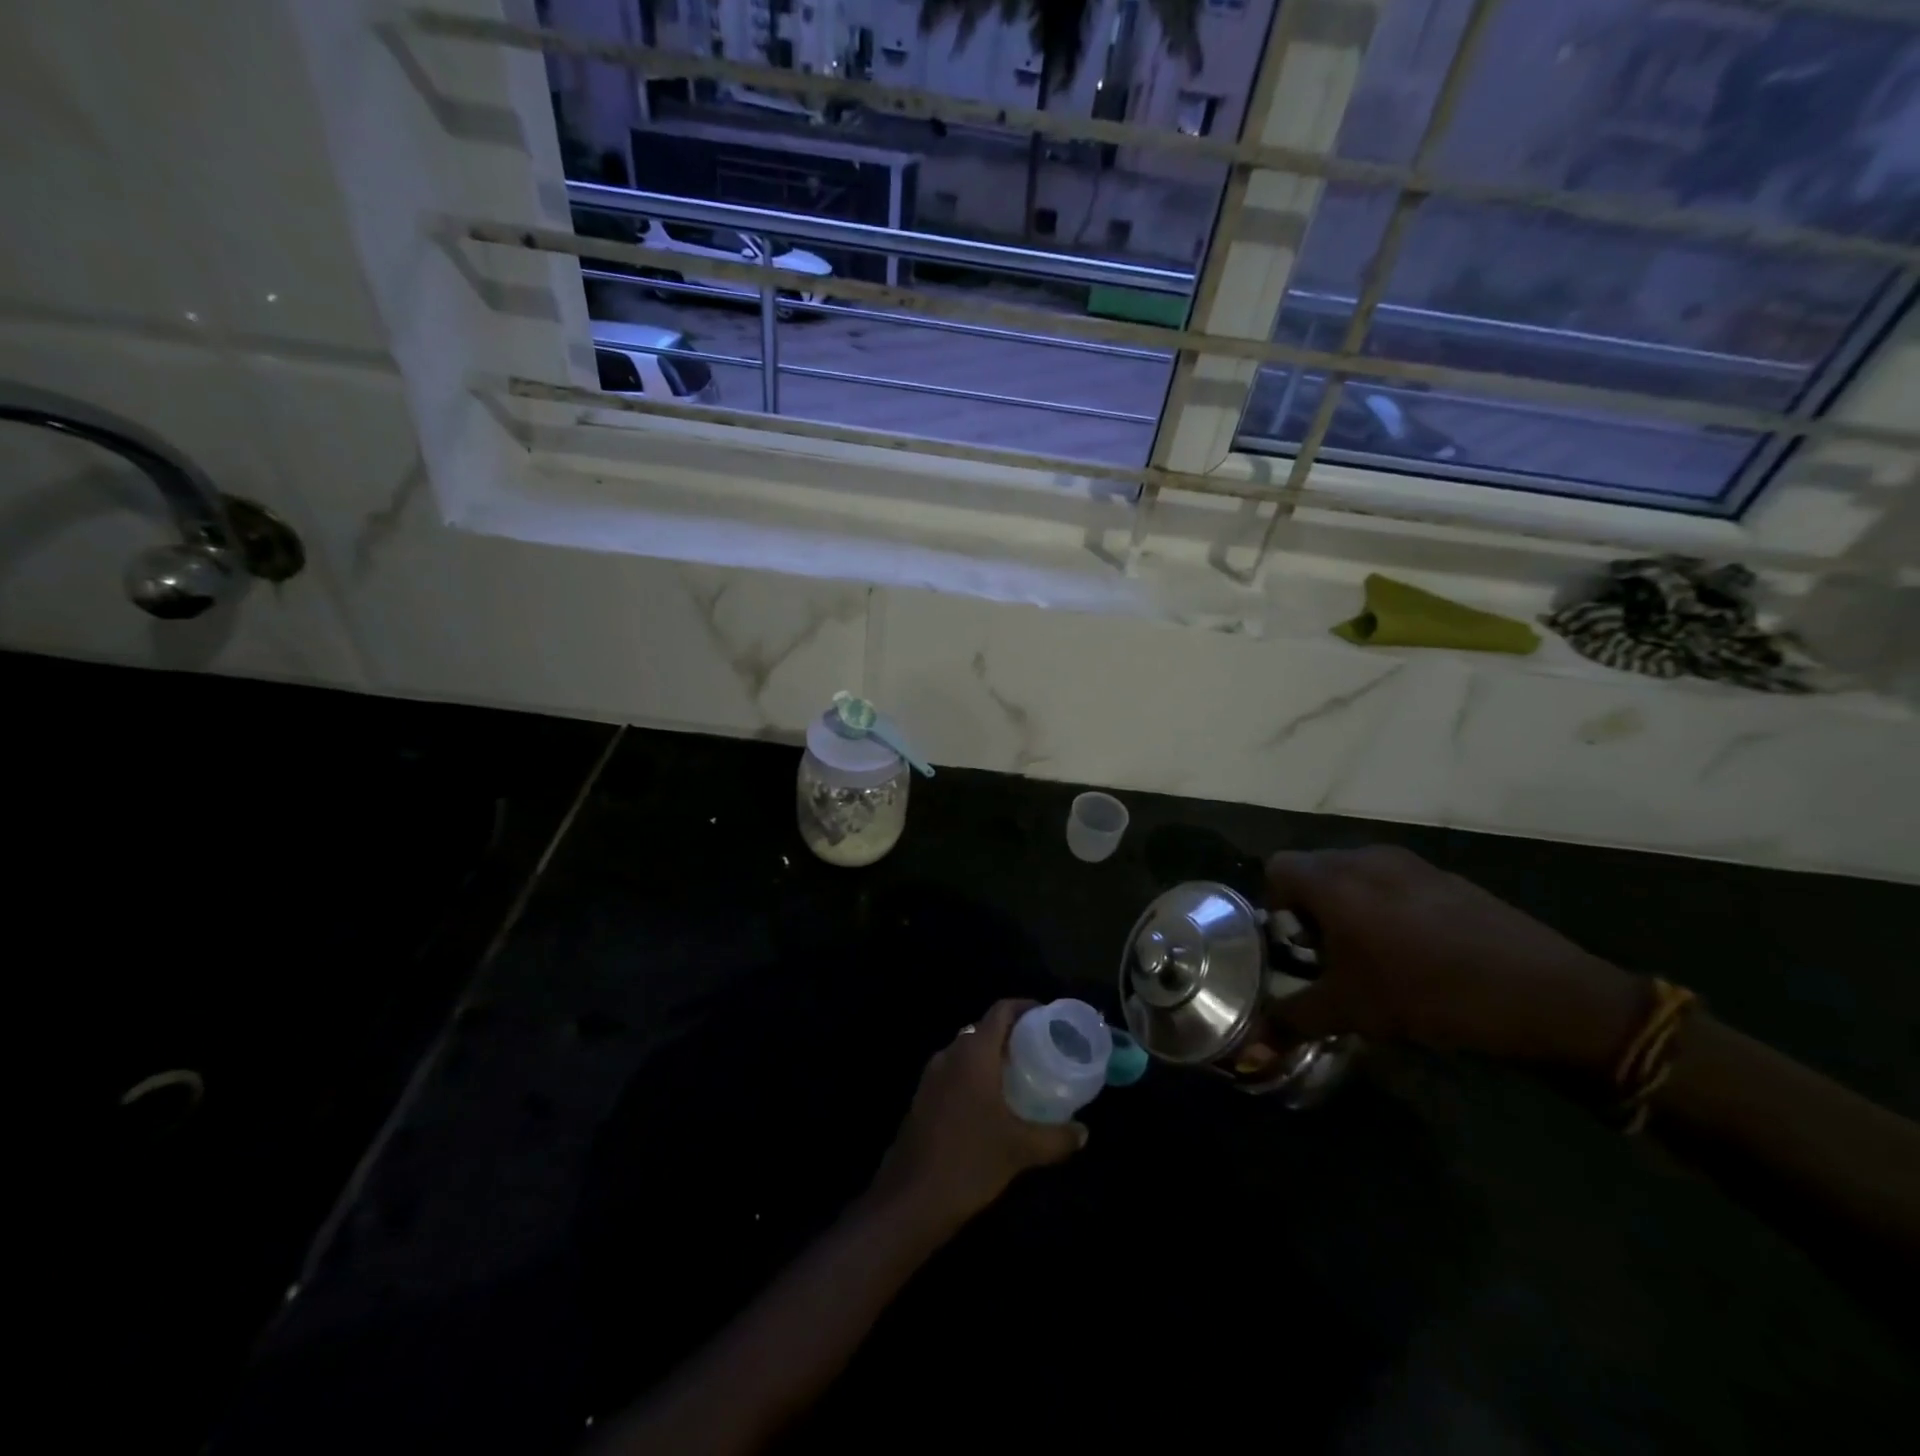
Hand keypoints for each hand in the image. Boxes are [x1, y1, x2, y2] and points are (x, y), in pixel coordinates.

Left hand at [870, 999, 1086, 1231]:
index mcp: (973, 1052)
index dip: (1025, 1008)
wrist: (910, 1199)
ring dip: (993, 1057)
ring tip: (1023, 1076)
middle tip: (1042, 1051)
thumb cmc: (969, 1161)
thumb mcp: (1021, 1150)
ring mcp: (932, 1075)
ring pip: (968, 1051)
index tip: (1049, 1018)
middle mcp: (950, 1054)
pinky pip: (955, 1071)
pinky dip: (976, 1075)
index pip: (1001, 1011)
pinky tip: (994, 1104)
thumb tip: (1084, 1133)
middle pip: (984, 1029)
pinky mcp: (923, 1097)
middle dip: (1013, 1035)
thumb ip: (1057, 1137)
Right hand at [1266, 846, 1643, 1074]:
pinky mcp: (1448, 877)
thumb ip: (1291, 1021)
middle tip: (1329, 957)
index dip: (1275, 906)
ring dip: (1350, 906)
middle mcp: (1365, 858)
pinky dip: (1389, 907)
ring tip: (1373, 956)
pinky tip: (1419, 953)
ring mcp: (1411, 863)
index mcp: (1333, 880)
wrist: (1547, 994)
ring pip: (1356, 874)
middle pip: (1315, 869)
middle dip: (1311, 908)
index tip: (1294, 948)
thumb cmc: (1429, 994)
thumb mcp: (1352, 1012)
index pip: (1277, 869)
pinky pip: (1396, 882)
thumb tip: (1248, 1052)